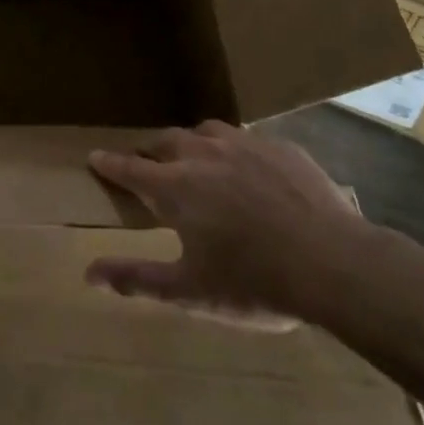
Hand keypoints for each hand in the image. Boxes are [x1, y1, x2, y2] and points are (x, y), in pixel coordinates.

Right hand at [85, 122, 370, 325]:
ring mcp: (244, 145)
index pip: (130, 167)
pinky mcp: (280, 147)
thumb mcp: (191, 291)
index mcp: (176, 186)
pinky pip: (246, 139)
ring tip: (195, 160)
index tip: (94, 156)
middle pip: (165, 141)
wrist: (335, 264)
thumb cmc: (255, 282)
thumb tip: (88, 274)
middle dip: (150, 151)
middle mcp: (203, 154)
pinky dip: (233, 150)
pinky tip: (248, 169)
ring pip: (205, 132)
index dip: (109, 163)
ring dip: (191, 144)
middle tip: (148, 165)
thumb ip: (138, 279)